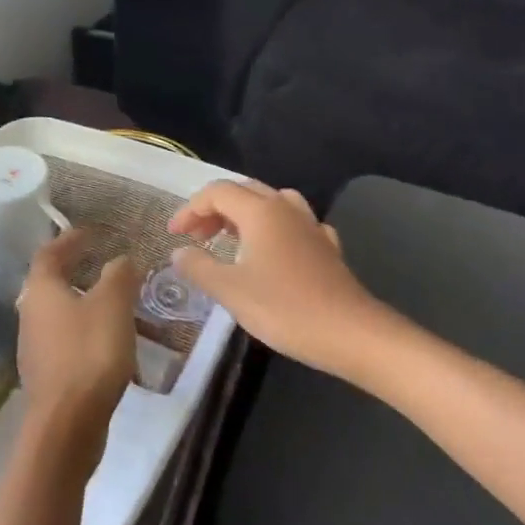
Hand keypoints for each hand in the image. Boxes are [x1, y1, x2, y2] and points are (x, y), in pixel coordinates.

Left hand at [16, 230, 138, 461]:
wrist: (67, 425)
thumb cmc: (89, 353)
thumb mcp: (113, 305)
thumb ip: (119, 276)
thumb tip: (121, 260)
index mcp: (41, 290)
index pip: (49, 253)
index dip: (69, 240)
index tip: (90, 233)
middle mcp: (30, 314)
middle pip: (49, 283)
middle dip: (74, 270)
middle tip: (100, 262)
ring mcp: (35, 347)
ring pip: (58, 313)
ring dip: (81, 301)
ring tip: (111, 301)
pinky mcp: (46, 374)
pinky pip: (66, 340)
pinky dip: (84, 330)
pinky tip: (107, 340)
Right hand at [168, 181, 374, 374]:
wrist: (351, 333)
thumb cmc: (285, 308)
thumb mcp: (230, 290)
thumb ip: (199, 267)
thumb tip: (178, 252)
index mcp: (259, 211)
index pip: (216, 192)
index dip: (190, 209)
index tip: (174, 234)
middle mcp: (285, 208)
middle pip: (243, 192)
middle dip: (214, 210)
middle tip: (196, 237)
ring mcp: (310, 225)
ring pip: (271, 203)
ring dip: (244, 215)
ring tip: (230, 239)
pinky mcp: (327, 246)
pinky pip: (293, 224)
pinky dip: (273, 230)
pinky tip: (272, 252)